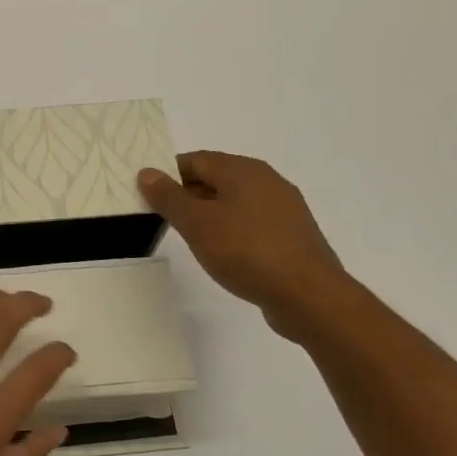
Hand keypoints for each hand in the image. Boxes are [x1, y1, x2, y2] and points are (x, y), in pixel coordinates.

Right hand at [139, 151, 351, 342]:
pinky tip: (225, 254)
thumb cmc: (246, 251)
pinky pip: (253, 223)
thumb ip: (169, 196)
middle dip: (188, 195)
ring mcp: (284, 208)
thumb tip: (147, 172)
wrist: (309, 296)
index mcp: (243, 169)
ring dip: (210, 215)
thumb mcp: (197, 223)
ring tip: (192, 239)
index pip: (195, 160)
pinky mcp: (293, 235)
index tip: (150, 197)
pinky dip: (233, 231)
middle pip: (216, 178)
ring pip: (235, 202)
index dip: (169, 175)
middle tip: (164, 219)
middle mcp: (266, 180)